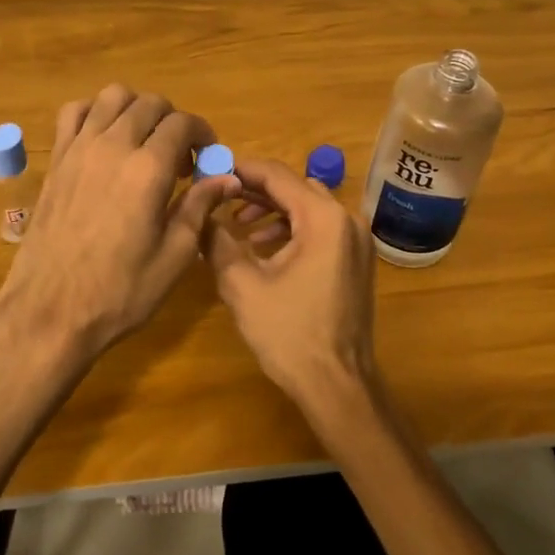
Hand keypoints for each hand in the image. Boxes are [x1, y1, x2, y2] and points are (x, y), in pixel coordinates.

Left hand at [0, 85, 236, 357]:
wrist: (50, 311)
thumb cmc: (120, 292)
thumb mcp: (174, 256)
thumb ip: (199, 207)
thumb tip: (227, 177)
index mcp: (148, 169)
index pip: (183, 124)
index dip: (203, 134)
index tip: (208, 158)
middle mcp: (113, 145)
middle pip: (150, 104)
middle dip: (173, 122)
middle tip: (180, 159)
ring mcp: (79, 148)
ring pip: (113, 96)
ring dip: (136, 109)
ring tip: (144, 142)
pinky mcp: (56, 159)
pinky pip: (74, 112)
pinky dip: (95, 112)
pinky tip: (104, 139)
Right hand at [203, 158, 377, 413]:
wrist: (337, 385)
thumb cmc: (289, 333)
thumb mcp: (242, 285)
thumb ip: (217, 242)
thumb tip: (198, 215)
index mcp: (323, 219)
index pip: (278, 176)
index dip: (242, 170)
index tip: (212, 169)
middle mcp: (347, 221)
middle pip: (296, 188)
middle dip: (256, 191)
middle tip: (220, 197)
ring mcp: (356, 242)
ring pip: (309, 208)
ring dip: (273, 211)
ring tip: (238, 227)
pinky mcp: (356, 262)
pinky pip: (321, 230)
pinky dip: (292, 230)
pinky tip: (264, 250)